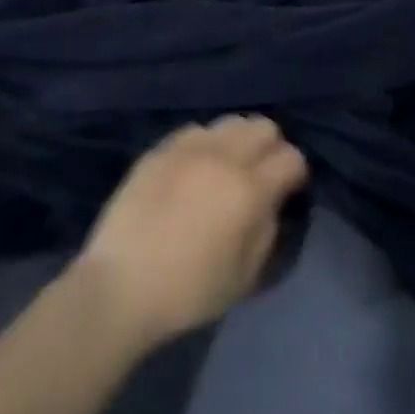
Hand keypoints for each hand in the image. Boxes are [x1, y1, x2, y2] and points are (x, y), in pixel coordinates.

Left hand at [74, 115, 308, 349]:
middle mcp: (223, 158)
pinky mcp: (159, 150)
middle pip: (264, 126)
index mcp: (249, 190)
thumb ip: (268, 229)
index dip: (295, 174)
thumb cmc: (189, 291)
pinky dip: (204, 145)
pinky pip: (195, 131)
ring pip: (230, 122)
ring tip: (226, 168)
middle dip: (270, 148)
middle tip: (259, 175)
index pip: (291, 158)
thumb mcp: (246, 275)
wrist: (119, 289)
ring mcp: (188, 150)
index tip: (287, 191)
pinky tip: (194, 169)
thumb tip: (272, 202)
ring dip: (238, 142)